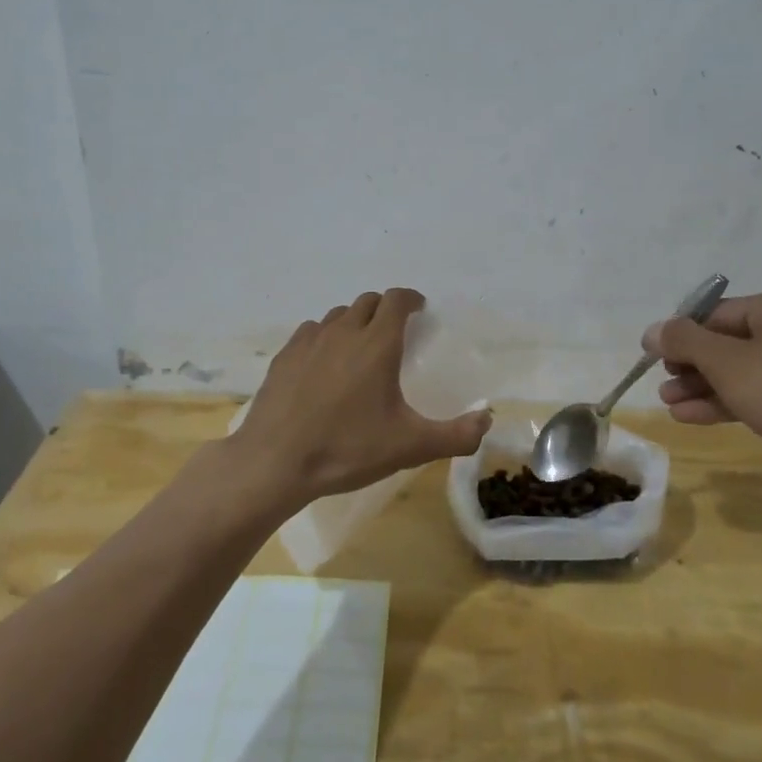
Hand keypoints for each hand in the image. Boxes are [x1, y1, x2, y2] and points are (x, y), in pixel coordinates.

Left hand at [224, 289, 492, 503]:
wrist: (274, 462)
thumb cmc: (347, 449)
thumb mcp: (410, 447)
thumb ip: (456, 435)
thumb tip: (487, 420)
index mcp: (377, 344)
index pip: (396, 300)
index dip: (411, 299)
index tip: (419, 309)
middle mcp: (343, 332)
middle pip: (367, 302)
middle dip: (384, 309)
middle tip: (394, 331)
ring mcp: (309, 341)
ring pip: (337, 315)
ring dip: (354, 321)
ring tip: (360, 347)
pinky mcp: (284, 357)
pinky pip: (310, 332)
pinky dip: (325, 337)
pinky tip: (324, 363)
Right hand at [644, 286, 761, 487]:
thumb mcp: (728, 364)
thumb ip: (685, 341)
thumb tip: (652, 330)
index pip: (719, 313)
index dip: (682, 335)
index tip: (655, 359)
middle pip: (731, 342)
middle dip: (692, 367)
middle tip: (662, 386)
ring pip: (746, 370)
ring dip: (705, 387)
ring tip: (670, 406)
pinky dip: (732, 401)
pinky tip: (695, 417)